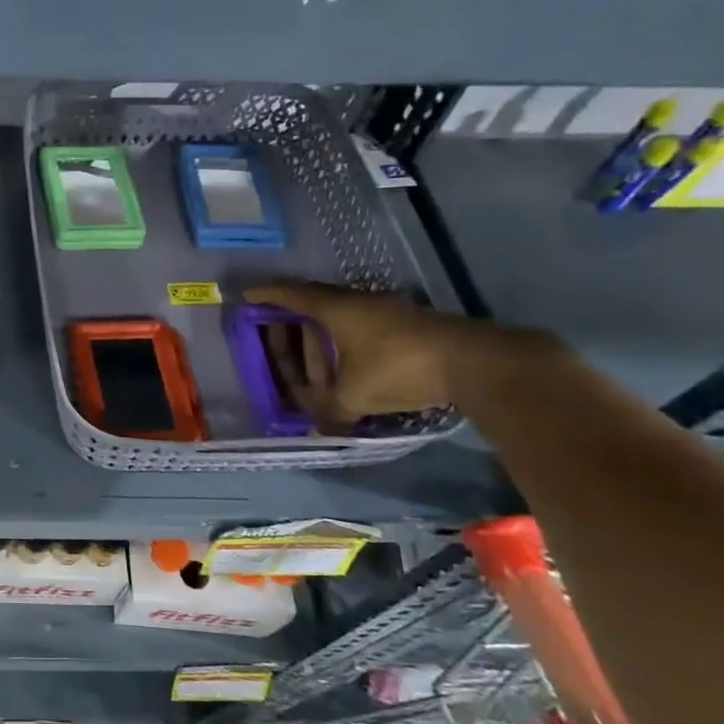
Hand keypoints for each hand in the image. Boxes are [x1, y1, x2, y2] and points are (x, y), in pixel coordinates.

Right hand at [242, 281, 539, 429]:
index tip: (247, 296)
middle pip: (315, 303)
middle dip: (292, 316)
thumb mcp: (355, 395)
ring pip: (342, 315)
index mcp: (335, 310)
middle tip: (275, 329)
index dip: (267, 295)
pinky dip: (347, 340)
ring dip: (323, 332)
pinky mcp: (409, 324)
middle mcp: (358, 303)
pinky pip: (363, 326)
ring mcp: (387, 310)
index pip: (291, 295)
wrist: (476, 362)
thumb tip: (316, 427)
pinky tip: (349, 361)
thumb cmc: (400, 368)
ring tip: (312, 353)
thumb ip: (330, 410)